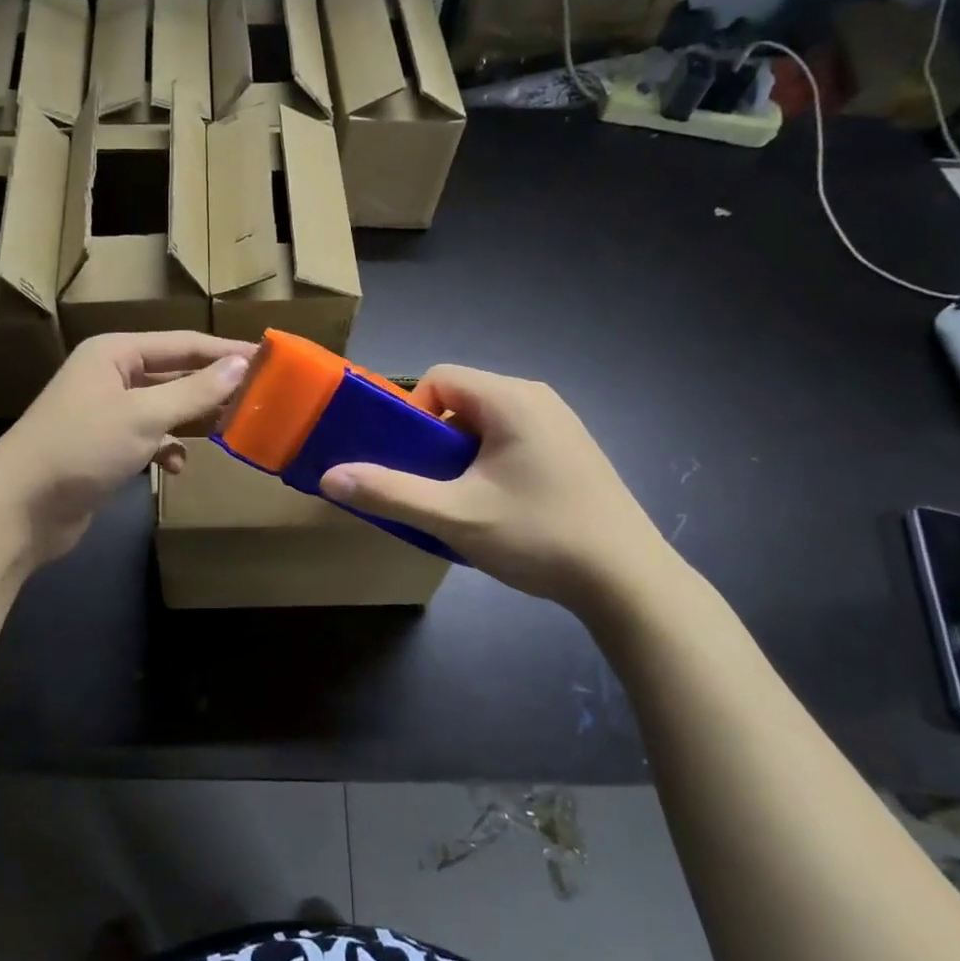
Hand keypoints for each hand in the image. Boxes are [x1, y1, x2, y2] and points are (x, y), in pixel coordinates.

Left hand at [0, 332, 254, 564]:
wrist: (19, 508)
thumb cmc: (81, 447)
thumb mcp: (143, 415)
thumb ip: (194, 391)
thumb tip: (241, 365)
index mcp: (115, 353)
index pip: (183, 344)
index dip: (225, 351)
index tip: (268, 358)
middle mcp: (111, 376)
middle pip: (175, 375)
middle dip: (212, 388)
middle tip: (259, 398)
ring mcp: (107, 413)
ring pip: (164, 409)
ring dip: (192, 421)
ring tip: (229, 431)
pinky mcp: (105, 448)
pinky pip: (149, 439)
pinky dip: (167, 450)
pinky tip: (176, 467)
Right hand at [319, 366, 677, 613]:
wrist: (630, 582)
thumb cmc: (539, 536)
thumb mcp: (454, 517)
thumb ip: (390, 493)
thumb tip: (329, 477)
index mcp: (511, 399)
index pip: (439, 377)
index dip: (411, 414)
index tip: (412, 462)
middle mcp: (537, 399)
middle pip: (461, 399)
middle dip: (435, 441)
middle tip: (433, 488)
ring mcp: (561, 424)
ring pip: (486, 424)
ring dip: (461, 457)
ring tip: (464, 504)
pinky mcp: (573, 451)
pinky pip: (512, 440)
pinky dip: (490, 465)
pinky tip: (501, 510)